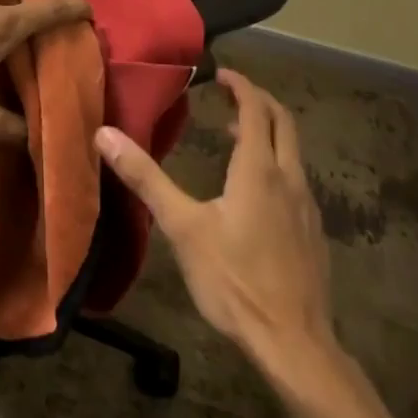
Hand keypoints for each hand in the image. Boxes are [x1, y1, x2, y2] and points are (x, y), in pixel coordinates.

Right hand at [96, 70, 335, 368]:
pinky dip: (276, 163)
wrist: (294, 343)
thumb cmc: (234, 280)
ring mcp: (307, 206)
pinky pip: (296, 179)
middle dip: (259, 101)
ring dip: (268, 133)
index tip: (220, 74)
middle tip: (230, 95)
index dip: (240, 85)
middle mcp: (289, 178)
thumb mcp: (182, 227)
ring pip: (293, 152)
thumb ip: (145, 179)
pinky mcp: (313, 232)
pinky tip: (256, 192)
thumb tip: (105, 134)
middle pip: (284, 122)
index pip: (256, 109)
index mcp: (259, 169)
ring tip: (236, 137)